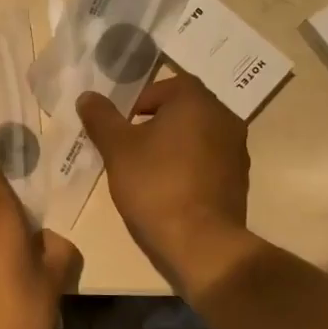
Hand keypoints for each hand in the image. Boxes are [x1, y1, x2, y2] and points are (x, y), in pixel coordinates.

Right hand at [76, 75, 255, 296]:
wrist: (200, 242)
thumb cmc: (155, 185)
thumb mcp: (117, 149)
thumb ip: (101, 118)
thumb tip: (88, 96)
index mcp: (196, 101)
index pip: (163, 86)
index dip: (137, 104)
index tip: (122, 129)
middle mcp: (224, 116)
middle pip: (182, 109)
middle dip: (155, 124)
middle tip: (131, 149)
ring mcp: (237, 148)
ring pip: (197, 135)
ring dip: (174, 144)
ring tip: (149, 171)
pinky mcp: (239, 178)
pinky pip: (209, 160)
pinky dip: (190, 165)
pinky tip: (171, 189)